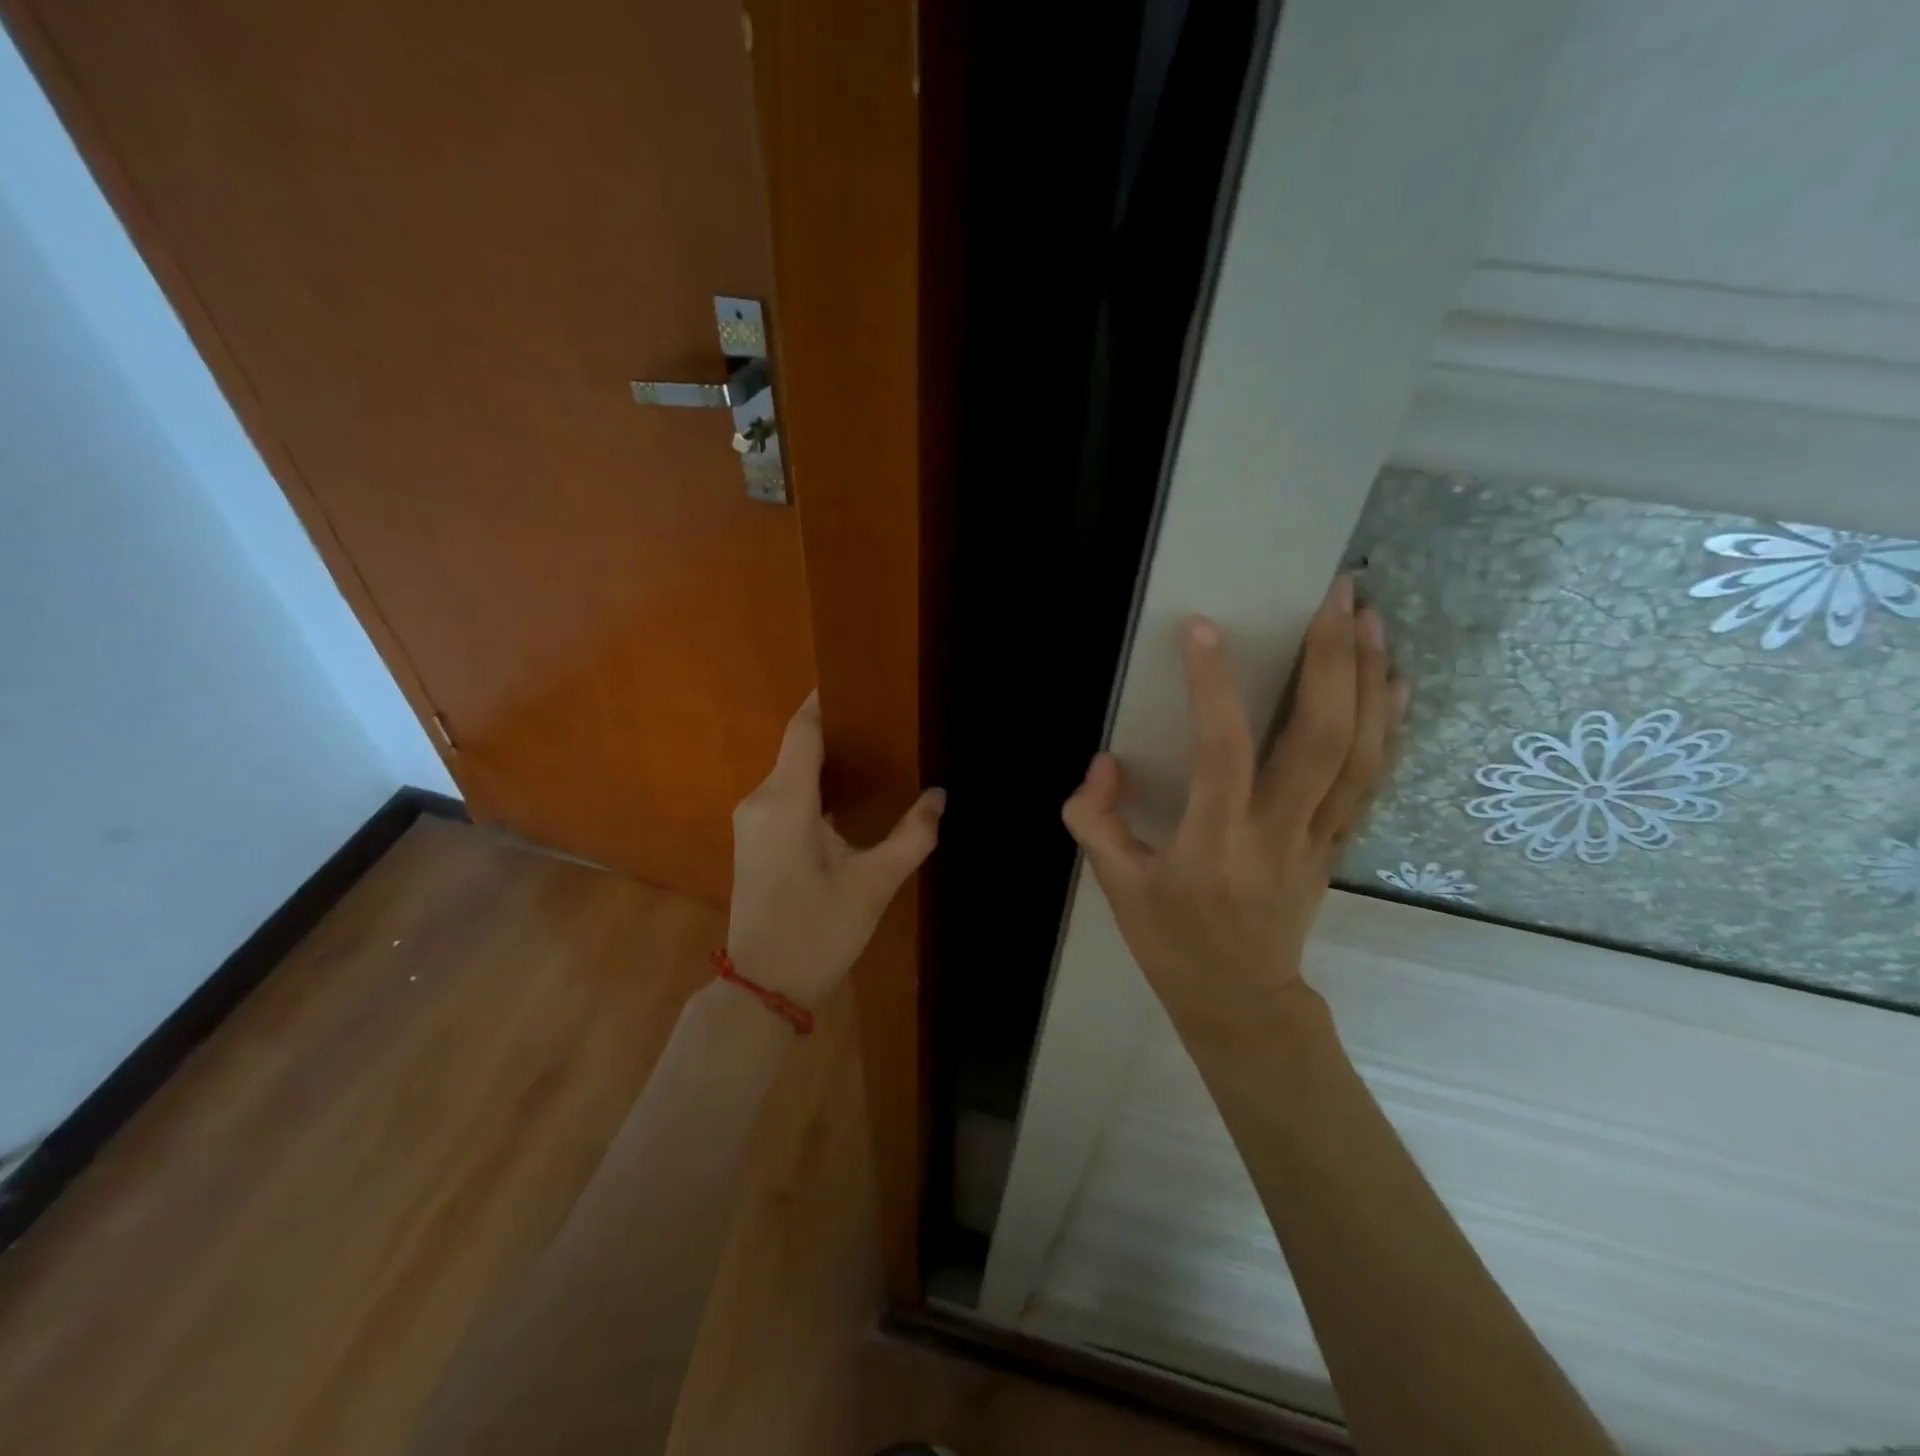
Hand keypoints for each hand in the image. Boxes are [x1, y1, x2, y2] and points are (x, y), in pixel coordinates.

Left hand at [726, 692, 944, 1004]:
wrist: (762, 988)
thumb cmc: (817, 932)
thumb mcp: (874, 884)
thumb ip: (911, 835)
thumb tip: (938, 796)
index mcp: (785, 801)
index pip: (803, 730)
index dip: (828, 701)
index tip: (863, 683)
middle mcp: (761, 800)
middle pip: (798, 747)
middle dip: (840, 732)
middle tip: (890, 725)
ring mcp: (753, 820)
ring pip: (793, 772)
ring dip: (830, 762)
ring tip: (880, 755)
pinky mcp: (755, 838)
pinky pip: (787, 794)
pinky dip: (818, 786)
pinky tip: (852, 796)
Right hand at [1062, 576, 1404, 1046]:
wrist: (1242, 1002)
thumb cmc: (1172, 944)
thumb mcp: (1115, 887)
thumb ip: (1096, 820)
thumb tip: (1104, 761)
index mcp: (1213, 844)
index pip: (1221, 752)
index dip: (1212, 686)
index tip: (1203, 628)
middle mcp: (1277, 833)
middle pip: (1321, 740)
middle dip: (1333, 661)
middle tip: (1338, 596)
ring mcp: (1319, 838)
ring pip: (1361, 754)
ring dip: (1370, 680)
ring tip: (1371, 618)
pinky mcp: (1338, 844)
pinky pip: (1373, 779)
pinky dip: (1390, 725)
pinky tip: (1395, 681)